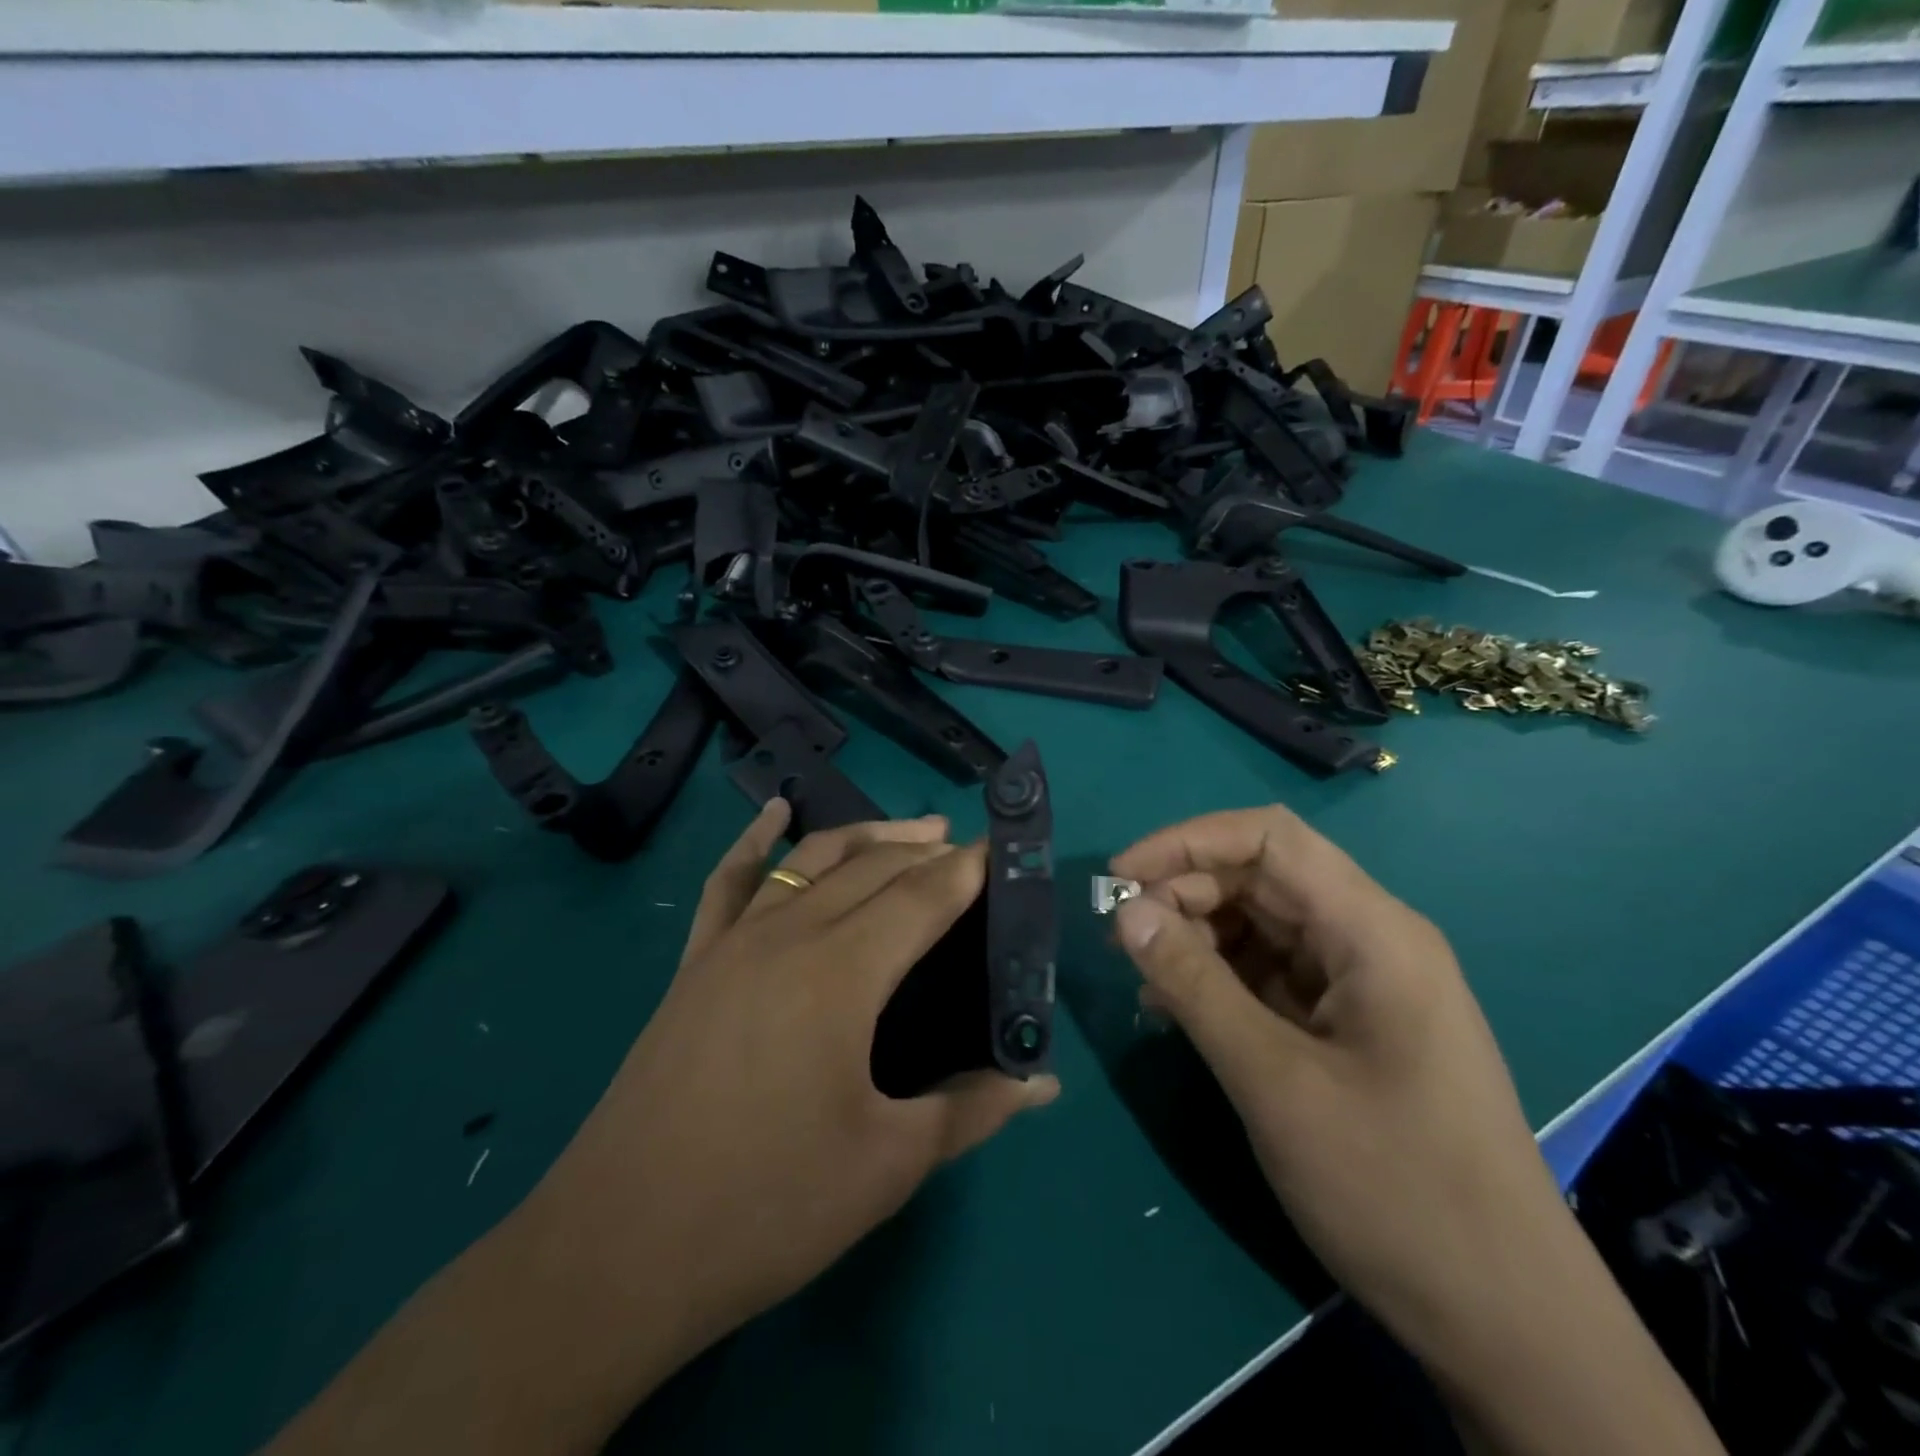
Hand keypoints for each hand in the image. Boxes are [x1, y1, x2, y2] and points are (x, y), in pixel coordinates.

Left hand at [267, 805, 1058, 1455]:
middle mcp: (789, 935)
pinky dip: (756, 840)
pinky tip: (775, 813)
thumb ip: (972, 1109)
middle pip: (874, 868)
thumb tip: (1045, 1086)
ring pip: (812, 860)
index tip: (1004, 849)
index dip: (968, 870)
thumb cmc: (767, 1206)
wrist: (617, 1250)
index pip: (922, 897)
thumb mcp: (888, 1165)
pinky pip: (730, 880)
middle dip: (928, 851)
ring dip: (867, 836)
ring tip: (915, 830)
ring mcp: (734, 942)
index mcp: (842, 972)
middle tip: (970, 853)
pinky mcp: (695, 964)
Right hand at [1109, 805, 1720, 1455]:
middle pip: (1260, 879)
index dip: (1187, 843)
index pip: (1268, 839)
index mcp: (1372, 931)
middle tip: (1120, 939)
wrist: (1503, 1319)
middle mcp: (1369, 940)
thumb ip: (1194, 984)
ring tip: (1143, 980)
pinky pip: (1269, 975)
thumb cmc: (1394, 1188)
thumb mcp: (1275, 1081)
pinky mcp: (1347, 1024)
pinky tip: (1174, 1012)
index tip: (1120, 878)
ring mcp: (1360, 983)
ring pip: (1260, 926)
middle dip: (1183, 895)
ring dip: (1195, 939)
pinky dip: (1217, 981)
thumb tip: (1125, 912)